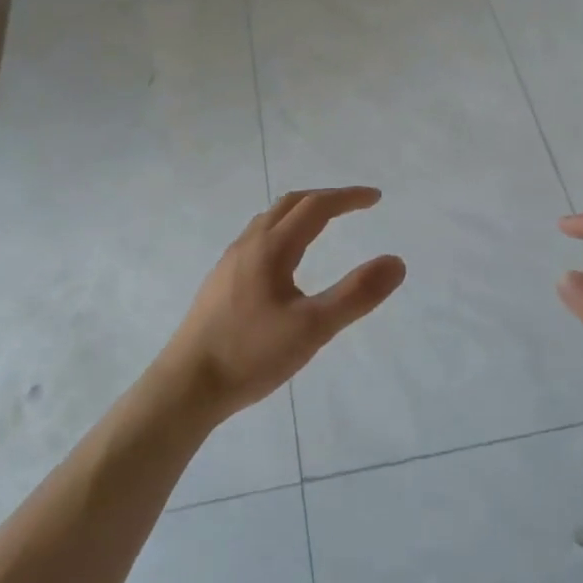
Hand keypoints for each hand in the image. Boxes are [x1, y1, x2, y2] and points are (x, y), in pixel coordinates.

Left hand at [160, 187, 406, 420]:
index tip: (375, 198)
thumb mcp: (313, 328)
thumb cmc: (251, 354)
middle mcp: (249, 245)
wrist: (186, 385)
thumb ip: (356, 295)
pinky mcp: (220, 282)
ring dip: (300, 213)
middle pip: (290, 204)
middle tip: (354, 205)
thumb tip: (396, 262)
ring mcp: (230, 262)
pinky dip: (282, 231)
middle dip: (325, 198)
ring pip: (269, 221)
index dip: (347, 198)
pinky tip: (285, 263)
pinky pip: (257, 239)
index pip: (316, 207)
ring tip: (323, 225)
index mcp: (272, 248)